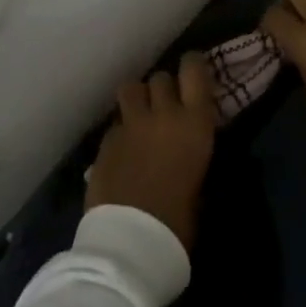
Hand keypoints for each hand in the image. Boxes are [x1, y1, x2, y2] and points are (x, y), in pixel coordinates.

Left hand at [84, 53, 217, 250]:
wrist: (131, 241)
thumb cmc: (178, 221)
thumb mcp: (200, 183)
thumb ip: (192, 153)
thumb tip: (187, 148)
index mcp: (195, 123)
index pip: (194, 70)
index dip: (193, 65)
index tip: (193, 70)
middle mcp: (163, 114)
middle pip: (161, 78)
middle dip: (163, 88)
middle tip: (165, 105)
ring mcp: (130, 125)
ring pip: (131, 88)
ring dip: (137, 98)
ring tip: (139, 115)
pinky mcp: (105, 140)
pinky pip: (116, 123)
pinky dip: (121, 129)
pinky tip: (122, 149)